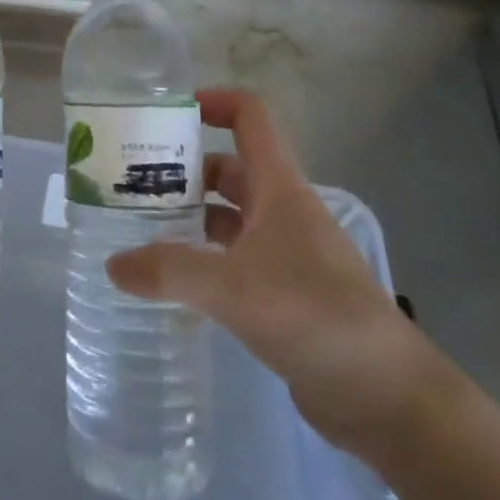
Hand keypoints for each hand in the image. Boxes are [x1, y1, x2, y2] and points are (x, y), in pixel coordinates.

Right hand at [106, 88, 454, 464]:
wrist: (387, 397)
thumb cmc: (314, 316)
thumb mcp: (232, 287)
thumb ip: (169, 271)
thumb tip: (112, 264)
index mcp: (280, 189)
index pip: (250, 118)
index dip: (213, 102)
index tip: (167, 114)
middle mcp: (283, 211)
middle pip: (230, 168)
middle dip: (184, 168)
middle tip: (133, 181)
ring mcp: (286, 254)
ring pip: (230, 216)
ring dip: (191, 215)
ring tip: (140, 226)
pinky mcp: (285, 293)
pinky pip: (234, 259)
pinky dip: (204, 257)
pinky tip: (172, 277)